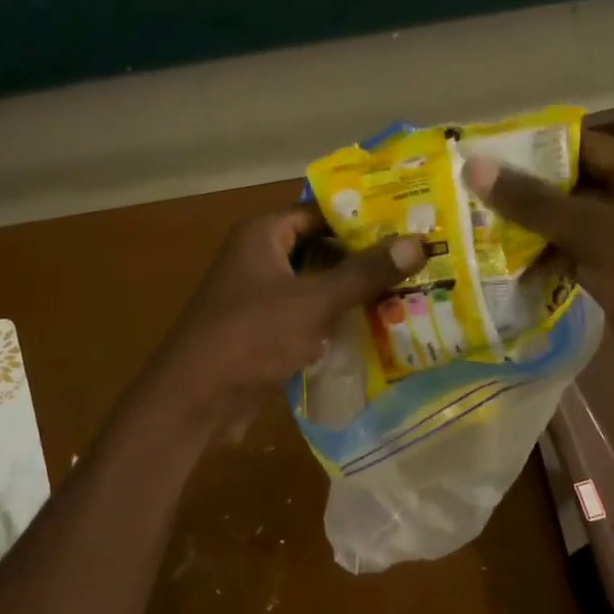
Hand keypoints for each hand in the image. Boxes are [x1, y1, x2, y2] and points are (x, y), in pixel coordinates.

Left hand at [144, 206, 426, 439]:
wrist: (196, 400)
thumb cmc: (251, 337)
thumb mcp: (314, 302)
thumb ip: (364, 274)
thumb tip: (417, 243)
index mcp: (261, 236)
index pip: (318, 213)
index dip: (360, 218)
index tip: (405, 224)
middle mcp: (257, 261)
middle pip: (318, 251)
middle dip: (362, 260)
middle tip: (415, 262)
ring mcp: (258, 300)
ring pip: (314, 288)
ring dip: (350, 295)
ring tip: (406, 294)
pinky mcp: (262, 335)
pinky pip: (305, 320)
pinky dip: (333, 324)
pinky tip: (374, 332)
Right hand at [462, 131, 613, 413]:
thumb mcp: (600, 232)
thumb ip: (537, 204)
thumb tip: (475, 167)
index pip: (577, 146)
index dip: (530, 148)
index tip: (478, 157)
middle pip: (566, 192)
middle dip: (518, 198)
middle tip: (459, 205)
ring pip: (565, 236)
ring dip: (524, 240)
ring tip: (467, 243)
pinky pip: (571, 272)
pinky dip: (540, 275)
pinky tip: (500, 282)